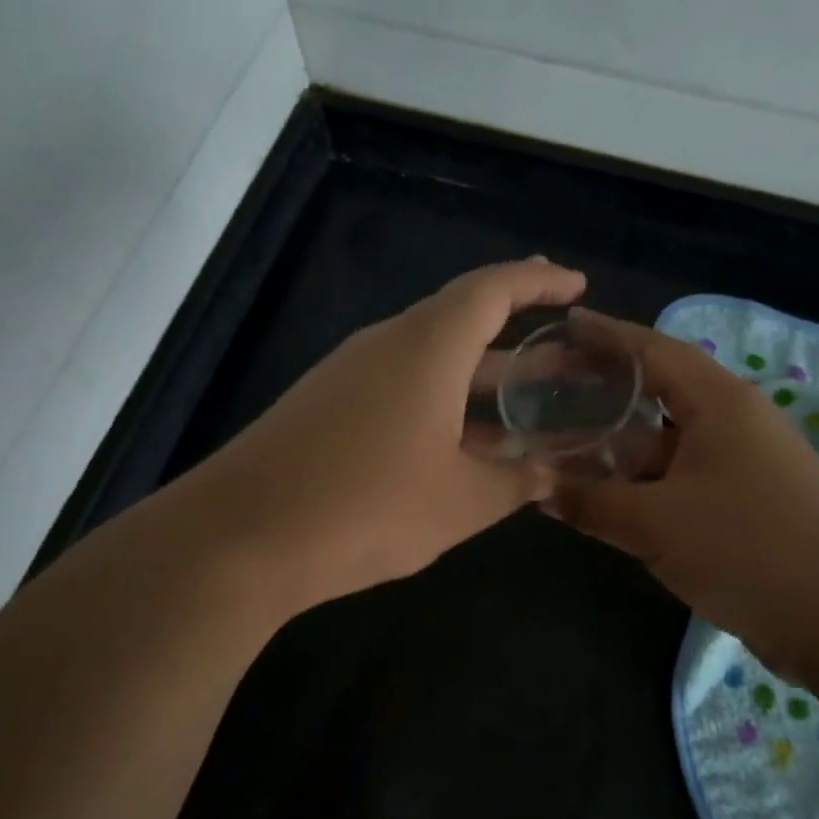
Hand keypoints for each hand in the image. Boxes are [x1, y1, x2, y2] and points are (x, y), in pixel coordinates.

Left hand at [182, 259, 587, 612]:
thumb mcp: (460, 502)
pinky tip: (457, 441)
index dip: (538, 281)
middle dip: (516, 333)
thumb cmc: (368, 508)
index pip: (492, 289)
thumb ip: (514, 482)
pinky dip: (439, 399)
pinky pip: (397, 384)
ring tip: (523, 400)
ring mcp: (349, 373)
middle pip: (461, 320)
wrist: (242, 537)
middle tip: (563, 351)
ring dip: (477, 374)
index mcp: (427, 347)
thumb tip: (549, 474)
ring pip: (429, 357)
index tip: (575, 284)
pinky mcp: (324, 404)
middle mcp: (386, 344)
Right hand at [547, 313, 818, 681]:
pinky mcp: (747, 500)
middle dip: (607, 386)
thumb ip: (591, 501)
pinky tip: (610, 491)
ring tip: (568, 438)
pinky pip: (682, 474)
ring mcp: (744, 462)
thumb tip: (539, 487)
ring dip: (622, 440)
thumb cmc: (747, 549)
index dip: (605, 335)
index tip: (564, 325)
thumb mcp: (655, 524)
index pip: (652, 350)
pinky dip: (643, 476)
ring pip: (669, 438)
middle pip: (660, 389)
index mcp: (719, 403)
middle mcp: (735, 421)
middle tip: (555, 384)